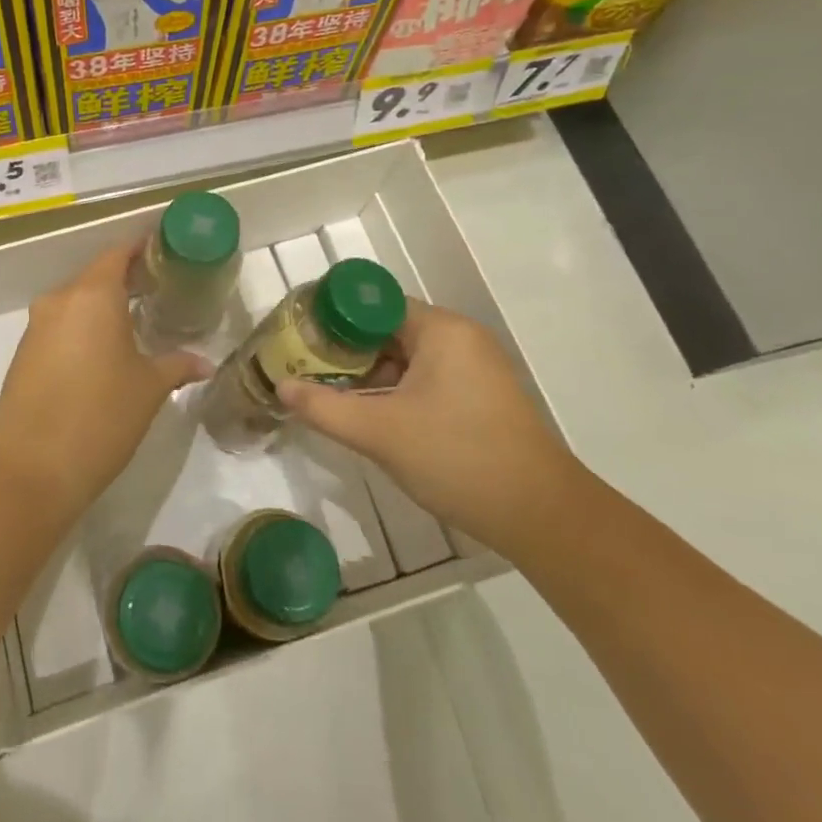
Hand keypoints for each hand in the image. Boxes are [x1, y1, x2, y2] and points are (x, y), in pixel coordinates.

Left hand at [0, 243, 210, 521]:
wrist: (29, 470)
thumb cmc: (100, 417)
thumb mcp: (149, 389)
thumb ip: (177, 365)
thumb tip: (204, 362)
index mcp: (92, 295)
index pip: (118, 254)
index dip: (141, 249)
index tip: (164, 252)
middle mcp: (60, 301)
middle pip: (95, 277)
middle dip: (125, 281)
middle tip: (159, 291)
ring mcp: (36, 328)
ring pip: (75, 304)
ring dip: (102, 308)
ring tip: (135, 324)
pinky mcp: (23, 355)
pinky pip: (60, 328)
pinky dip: (82, 331)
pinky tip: (103, 355)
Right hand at [277, 300, 579, 554]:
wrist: (541, 516)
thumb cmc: (457, 458)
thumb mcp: (380, 433)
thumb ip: (324, 407)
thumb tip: (281, 386)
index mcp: (441, 330)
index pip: (374, 305)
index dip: (334, 318)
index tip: (302, 337)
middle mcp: (461, 338)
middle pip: (389, 329)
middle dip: (348, 350)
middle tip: (310, 369)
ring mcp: (476, 367)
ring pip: (408, 357)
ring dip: (372, 374)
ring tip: (332, 393)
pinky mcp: (481, 396)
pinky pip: (427, 378)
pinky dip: (397, 390)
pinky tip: (373, 415)